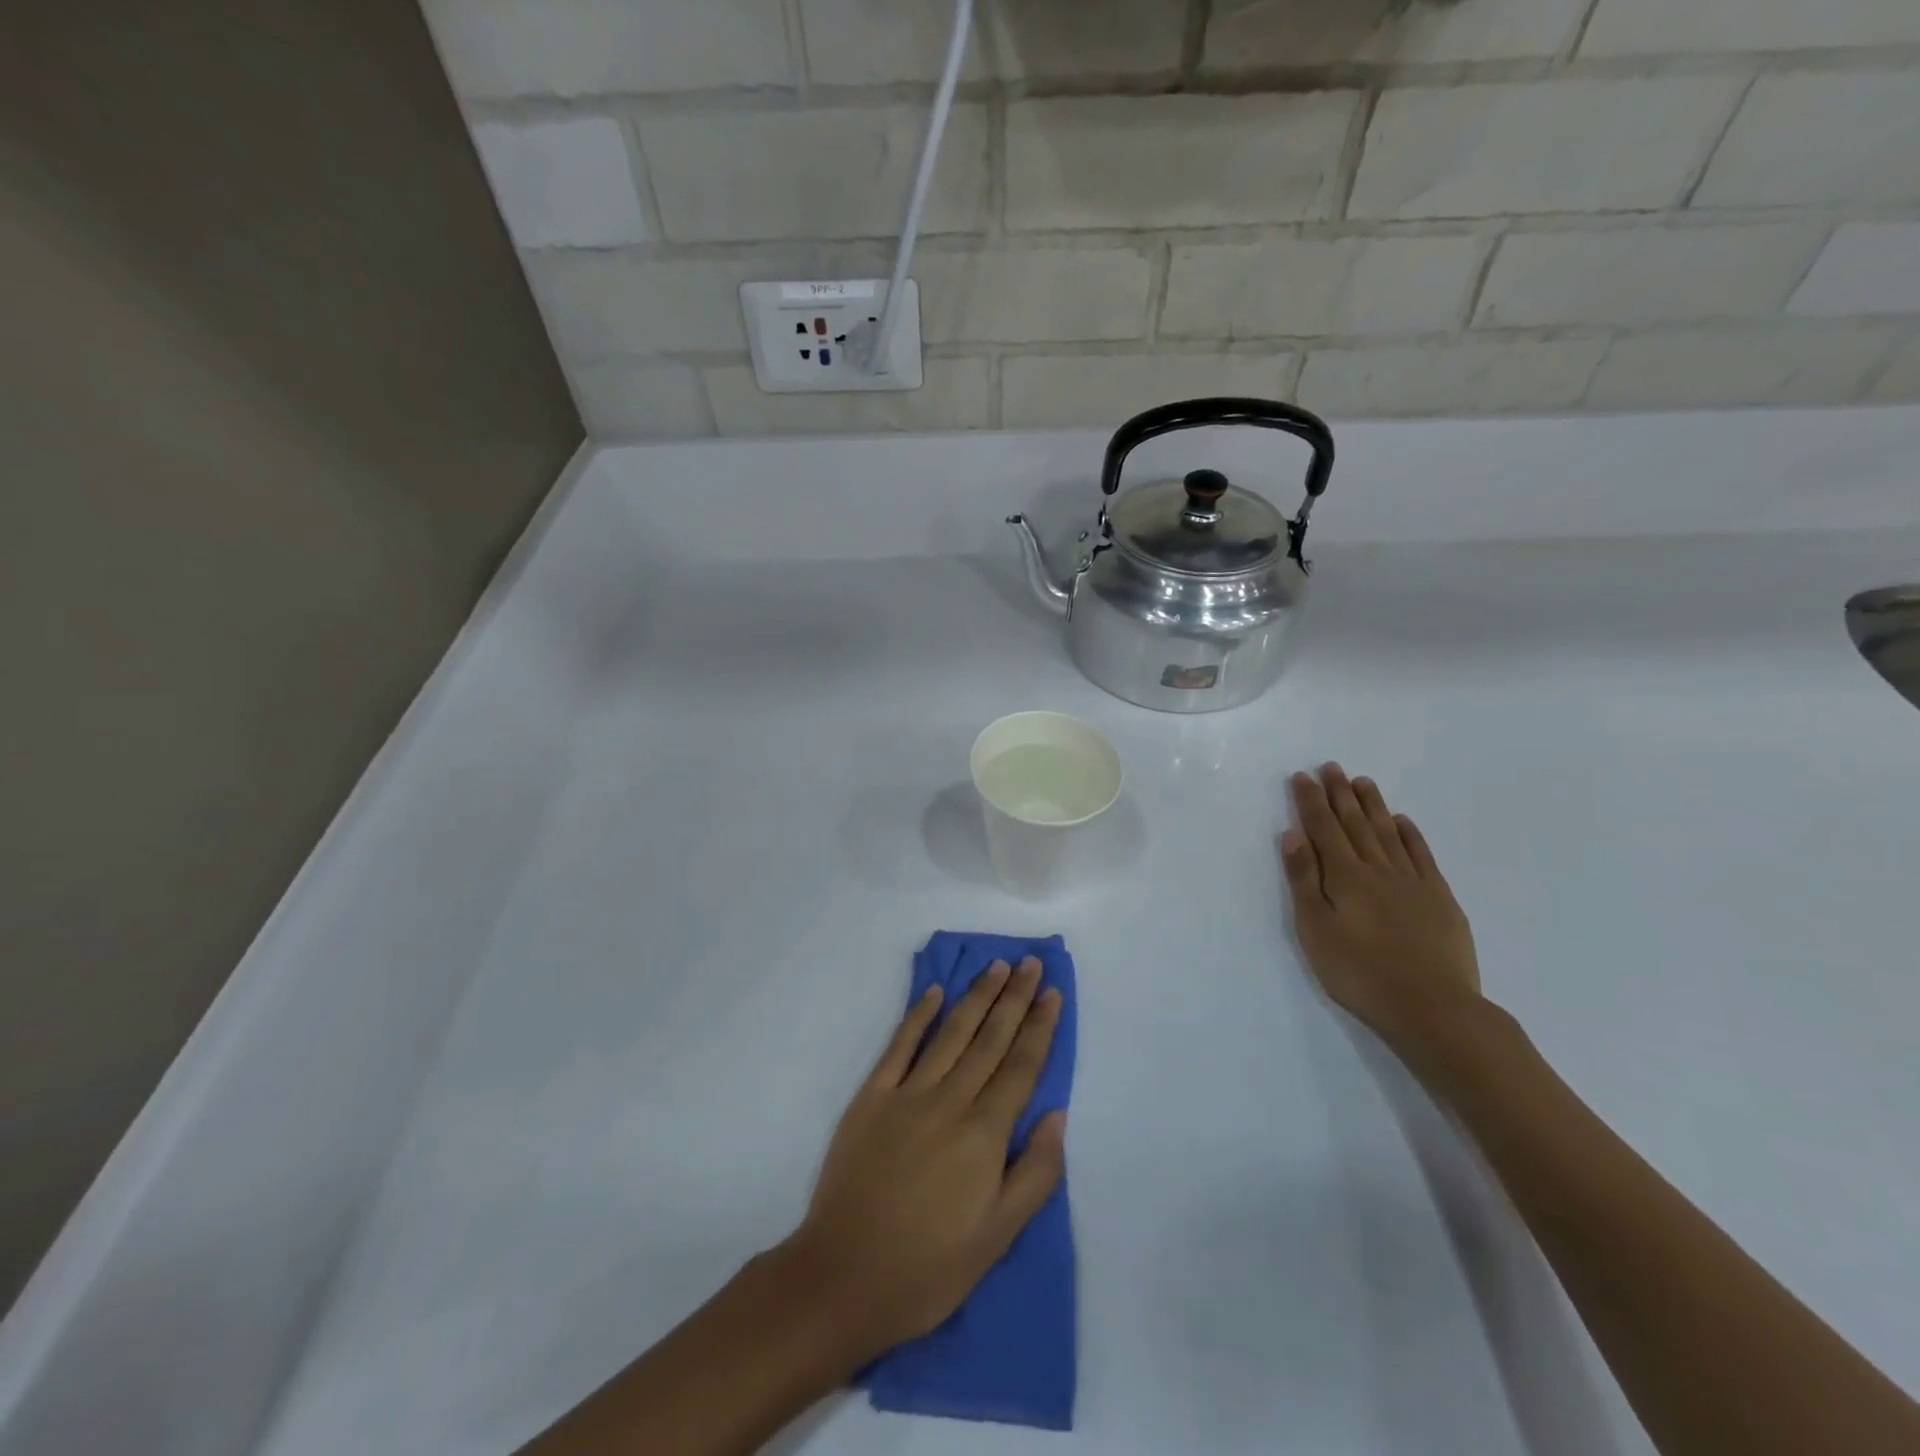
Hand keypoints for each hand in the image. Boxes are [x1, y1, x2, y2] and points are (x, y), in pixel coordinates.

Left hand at [783, 959, 1065, 1360]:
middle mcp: (950, 1101)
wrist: (843, 1277)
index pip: (1021, 1066)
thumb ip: (1035, 1173)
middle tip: (1031, 963)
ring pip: (951, 1033)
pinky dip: (918, 1016)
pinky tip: (935, 993)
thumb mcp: (998, 1237)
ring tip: (996, 966)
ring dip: (976, 996)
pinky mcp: (871, 1097)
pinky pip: (900, 1046)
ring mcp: (907, 1094)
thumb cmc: (929, 1267)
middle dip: (1014, 998)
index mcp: (984, 1134)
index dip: (1040, 1027)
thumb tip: (1057, 1114)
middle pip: (990, 1039)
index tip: (1053, 992)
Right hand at [1281, 763, 1485, 1058]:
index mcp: (1344, 876)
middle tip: (1331, 767)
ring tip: (1362, 782)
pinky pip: (1421, 855)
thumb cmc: (1360, 972)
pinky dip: (1409, 834)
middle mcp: (1377, 868)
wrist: (1433, 1007)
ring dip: (1372, 805)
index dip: (1311, 801)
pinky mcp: (1439, 897)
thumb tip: (1293, 835)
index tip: (1302, 777)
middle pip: (1355, 823)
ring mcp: (1412, 881)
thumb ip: (1304, 880)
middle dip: (1340, 794)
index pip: (1323, 828)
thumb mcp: (1315, 930)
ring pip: (1387, 832)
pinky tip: (1402, 821)